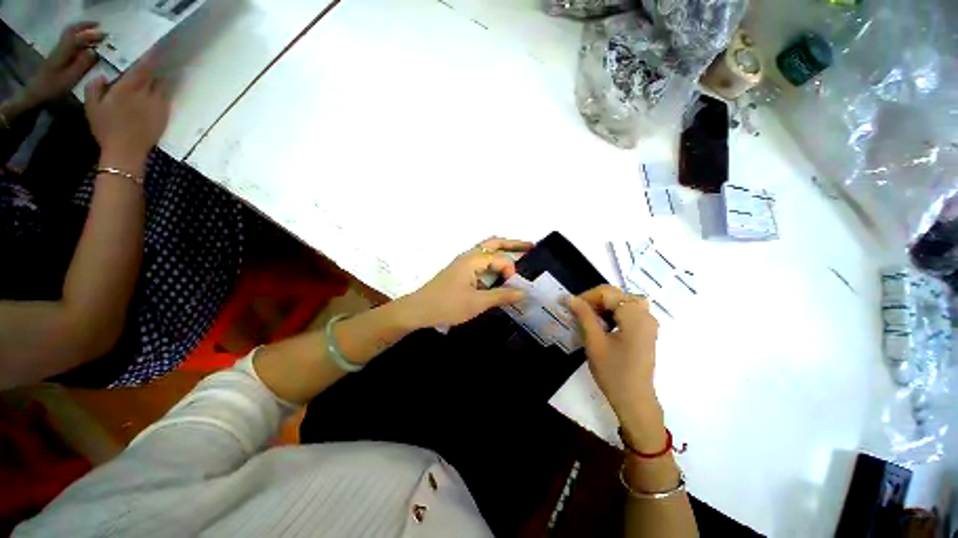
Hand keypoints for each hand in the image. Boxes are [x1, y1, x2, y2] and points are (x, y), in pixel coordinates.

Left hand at [20, 22, 104, 108]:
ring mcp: (58, 52)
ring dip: (82, 32)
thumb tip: (95, 52)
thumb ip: (83, 64)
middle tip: (99, 27)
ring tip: (94, 35)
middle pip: (72, 31)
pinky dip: (78, 39)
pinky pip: (69, 43)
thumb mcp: (70, 78)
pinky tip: (85, 45)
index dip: (92, 34)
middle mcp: (61, 47)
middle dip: (85, 27)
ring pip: (70, 35)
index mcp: (64, 52)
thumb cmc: (53, 88)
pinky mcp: (58, 57)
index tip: (105, 35)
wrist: (35, 93)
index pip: (79, 37)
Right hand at [84, 54, 169, 161]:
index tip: (155, 48)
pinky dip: (162, 94)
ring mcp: (158, 105)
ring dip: (158, 82)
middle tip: (148, 67)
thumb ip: (95, 87)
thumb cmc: (106, 128)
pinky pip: (166, 100)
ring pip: (163, 87)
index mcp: (128, 87)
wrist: (126, 151)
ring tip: (152, 81)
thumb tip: (103, 76)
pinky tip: (155, 96)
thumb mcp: (92, 106)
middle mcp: (146, 93)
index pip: (143, 67)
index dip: (150, 57)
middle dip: (152, 70)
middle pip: (155, 76)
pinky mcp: (164, 116)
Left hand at [401, 237, 533, 328]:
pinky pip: (480, 260)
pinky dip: (493, 261)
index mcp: (472, 259)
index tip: (514, 286)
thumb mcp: (477, 303)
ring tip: (518, 253)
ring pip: (486, 250)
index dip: (510, 271)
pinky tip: (498, 270)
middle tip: (530, 246)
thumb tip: (524, 293)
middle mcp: (468, 256)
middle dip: (512, 244)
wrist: (418, 310)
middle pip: (494, 243)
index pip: (500, 259)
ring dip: (502, 250)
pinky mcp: (459, 270)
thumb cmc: (447, 305)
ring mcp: (462, 262)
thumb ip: (501, 296)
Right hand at [567, 285, 666, 450]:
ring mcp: (648, 323)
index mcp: (635, 315)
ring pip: (622, 303)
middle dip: (595, 301)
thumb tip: (569, 297)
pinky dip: (613, 314)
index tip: (572, 307)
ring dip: (603, 307)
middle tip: (578, 313)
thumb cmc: (613, 372)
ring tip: (588, 319)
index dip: (587, 296)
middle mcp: (646, 315)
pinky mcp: (646, 332)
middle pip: (616, 295)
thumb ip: (583, 315)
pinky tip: (603, 326)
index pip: (608, 292)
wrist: (634, 400)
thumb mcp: (594, 341)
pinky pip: (628, 313)